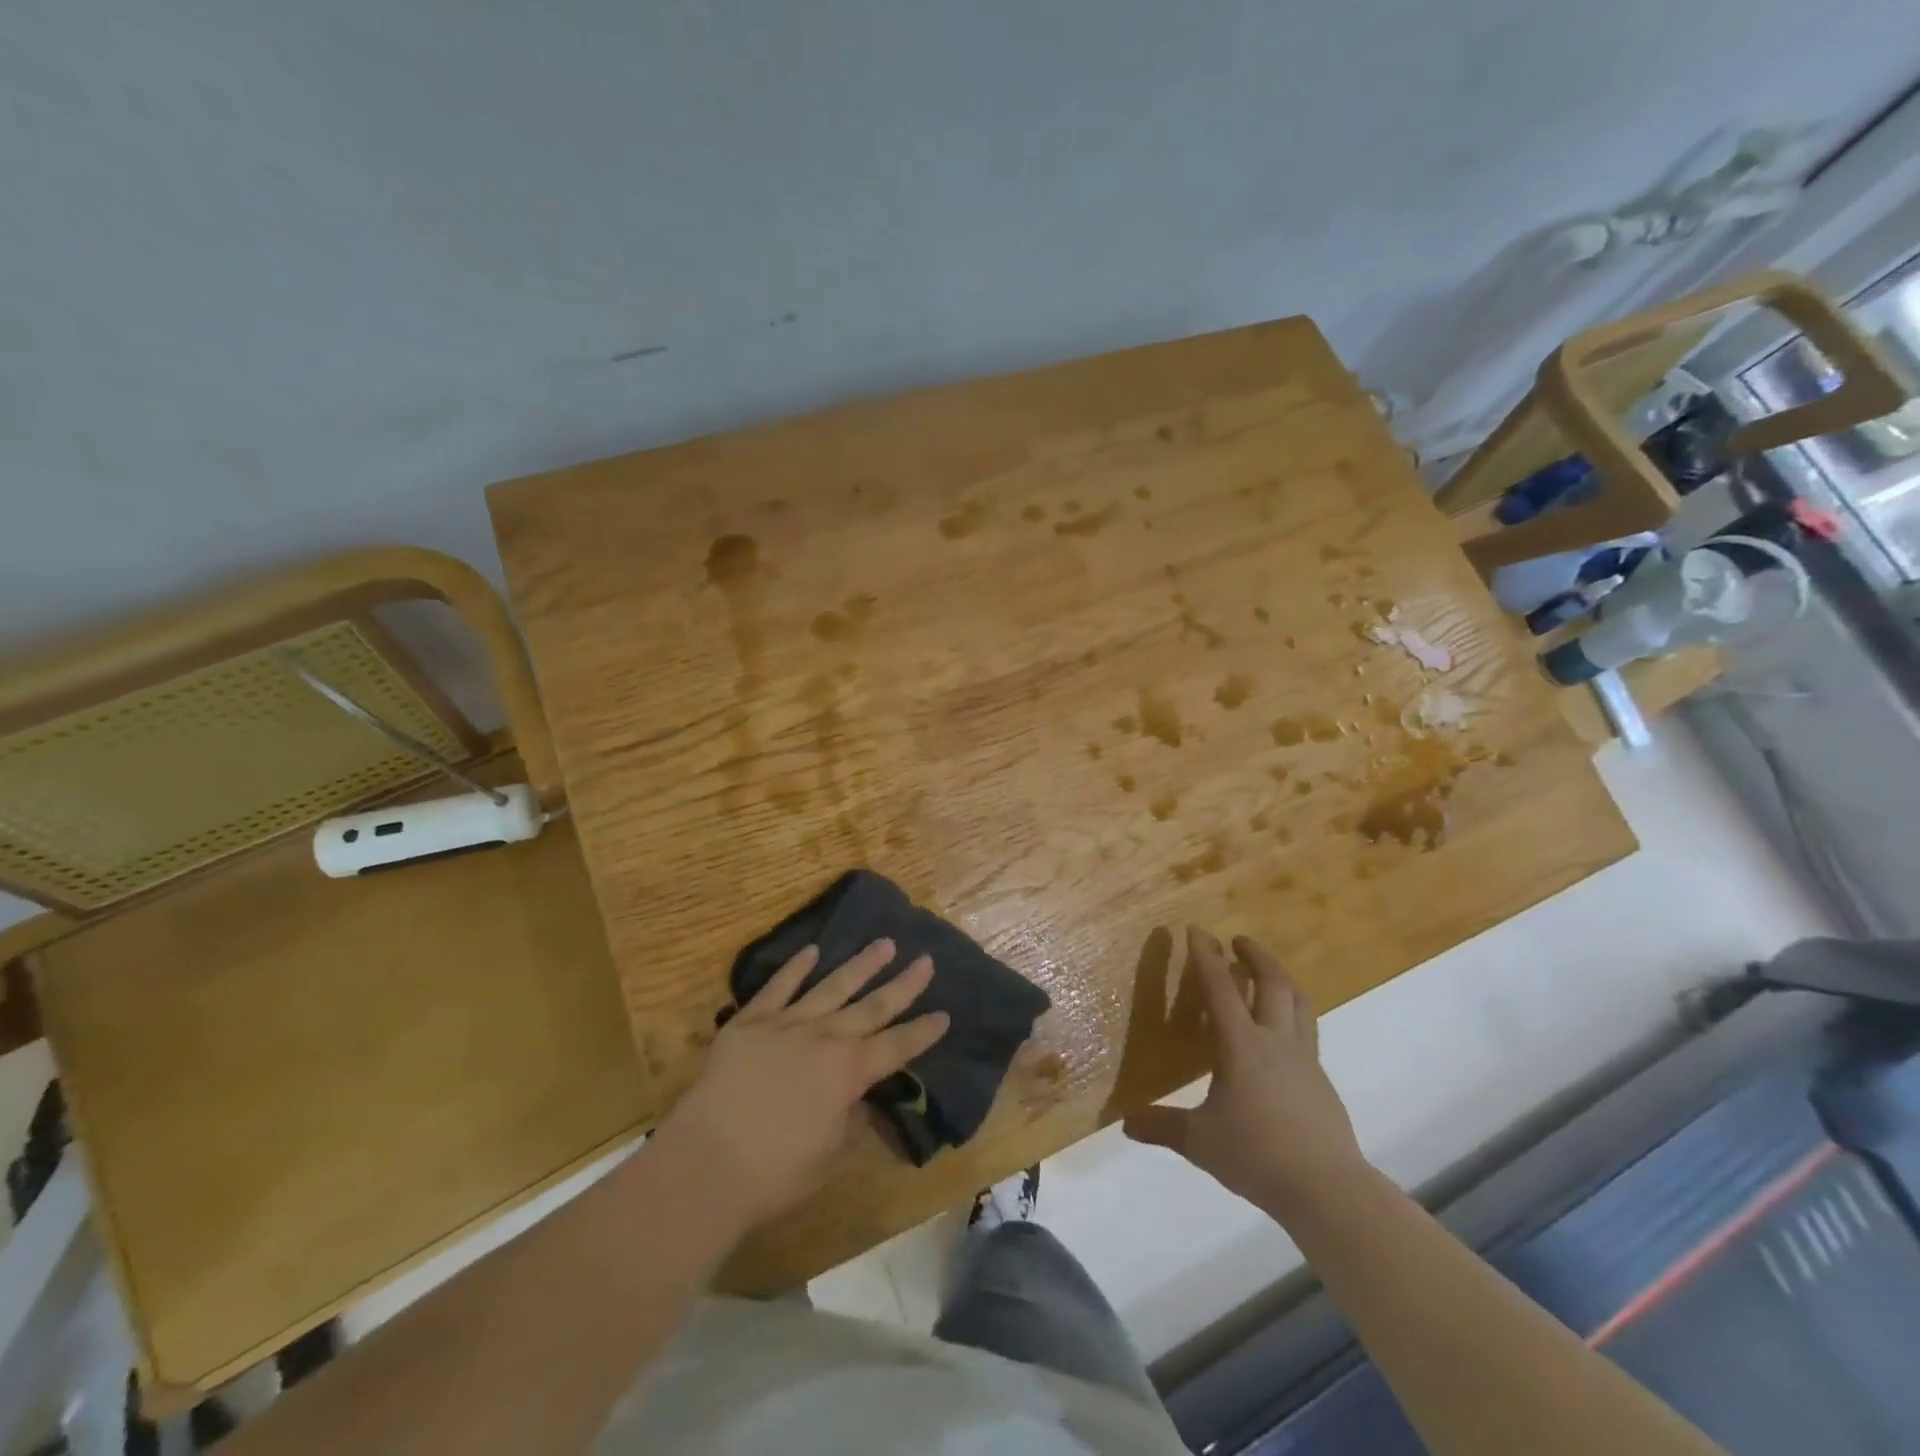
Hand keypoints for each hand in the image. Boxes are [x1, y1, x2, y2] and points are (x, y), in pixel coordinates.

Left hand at [655, 939, 949, 1231]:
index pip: (897, 1046)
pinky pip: (778, 987)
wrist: (705, 1165)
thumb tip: (860, 1096)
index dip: (923, 1032)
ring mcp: (786, 1024)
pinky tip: (813, 950)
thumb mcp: (829, 1155)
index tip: (944, 1014)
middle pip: (872, 1007)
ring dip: (860, 965)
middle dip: (903, 984)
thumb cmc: (774, 1174)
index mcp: (849, 1073)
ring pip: (832, 986)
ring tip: (884, 943)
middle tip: (925, 960)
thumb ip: (850, 1119)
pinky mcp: (750, 1022)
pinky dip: (796, 967)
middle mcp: (825, 1038)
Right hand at [1123, 927, 1364, 1216]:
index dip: (1206, 956)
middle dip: (1256, 955)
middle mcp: (1275, 1041)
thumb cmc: (1257, 1155)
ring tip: (1267, 973)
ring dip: (1281, 978)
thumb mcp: (1200, 1142)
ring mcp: (1304, 1060)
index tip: (1197, 929)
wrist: (1327, 1189)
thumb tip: (1126, 1123)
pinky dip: (1293, 1014)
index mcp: (1242, 1045)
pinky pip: (1307, 1031)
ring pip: (1299, 1002)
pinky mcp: (1321, 1081)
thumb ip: (1162, 1127)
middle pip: (1273, 983)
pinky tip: (1281, 1034)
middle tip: (1239, 941)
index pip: (1220, 988)